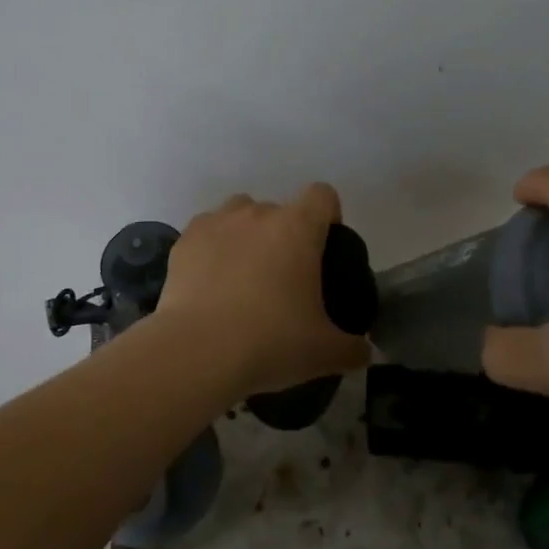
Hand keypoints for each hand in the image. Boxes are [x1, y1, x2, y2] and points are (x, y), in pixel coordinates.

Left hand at [156, 184, 370, 395]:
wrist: (197, 352)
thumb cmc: (270, 342)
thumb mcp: (324, 353)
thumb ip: (352, 348)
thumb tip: (364, 351)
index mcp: (298, 228)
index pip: (322, 195)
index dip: (328, 216)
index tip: (324, 249)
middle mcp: (258, 214)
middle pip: (280, 209)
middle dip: (284, 235)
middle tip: (283, 279)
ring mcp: (217, 222)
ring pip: (240, 213)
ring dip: (247, 234)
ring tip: (244, 275)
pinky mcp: (185, 240)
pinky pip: (207, 232)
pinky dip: (213, 249)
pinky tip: (211, 283)